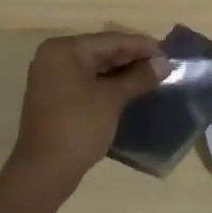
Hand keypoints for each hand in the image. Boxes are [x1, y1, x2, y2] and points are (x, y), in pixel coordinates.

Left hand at [7, 31, 166, 197]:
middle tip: (162, 64)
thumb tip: (164, 64)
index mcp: (64, 50)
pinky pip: (86, 82)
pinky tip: (130, 89)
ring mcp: (51, 78)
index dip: (140, 45)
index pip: (110, 40)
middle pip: (101, 51)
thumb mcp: (112, 99)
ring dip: (122, 72)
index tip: (167, 52)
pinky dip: (107, 84)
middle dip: (132, 58)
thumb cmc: (78, 127)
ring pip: (94, 67)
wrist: (44, 172)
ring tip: (151, 76)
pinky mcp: (54, 98)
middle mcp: (54, 57)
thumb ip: (138, 77)